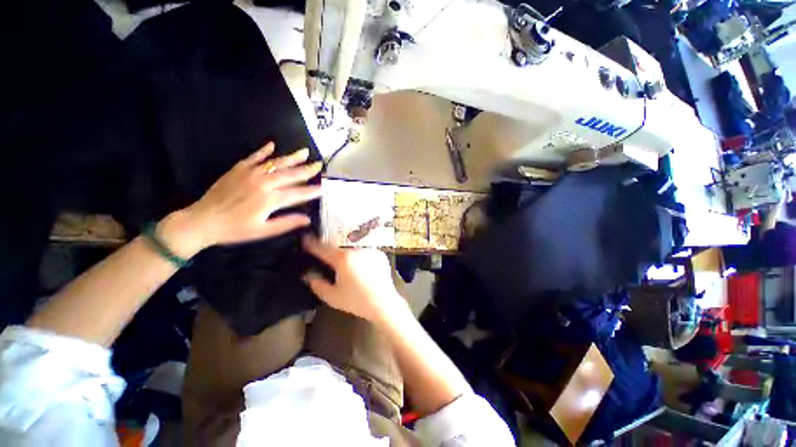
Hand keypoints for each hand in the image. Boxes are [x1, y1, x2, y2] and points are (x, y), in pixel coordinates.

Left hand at [159, 143, 321, 257]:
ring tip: (304, 152)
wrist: (201, 221)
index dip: (312, 191)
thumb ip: (286, 223)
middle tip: (319, 165)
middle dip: (306, 170)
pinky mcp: (237, 170)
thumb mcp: (263, 231)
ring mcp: (250, 174)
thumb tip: (307, 219)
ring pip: (275, 163)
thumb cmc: (235, 230)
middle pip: (290, 175)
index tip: (323, 188)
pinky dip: (263, 151)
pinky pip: (253, 157)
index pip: (297, 194)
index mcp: (270, 200)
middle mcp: (263, 184)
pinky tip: (272, 145)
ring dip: (291, 158)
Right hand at [301, 236, 406, 322]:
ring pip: (353, 248)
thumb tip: (308, 275)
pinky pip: (365, 251)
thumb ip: (317, 284)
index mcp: (343, 259)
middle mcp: (356, 249)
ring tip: (349, 268)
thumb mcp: (332, 297)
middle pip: (339, 247)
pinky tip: (362, 268)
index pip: (323, 248)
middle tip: (329, 260)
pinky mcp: (379, 253)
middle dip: (332, 251)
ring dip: (347, 254)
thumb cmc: (357, 301)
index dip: (311, 243)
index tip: (305, 238)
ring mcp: (370, 250)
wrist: (384, 303)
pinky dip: (361, 257)